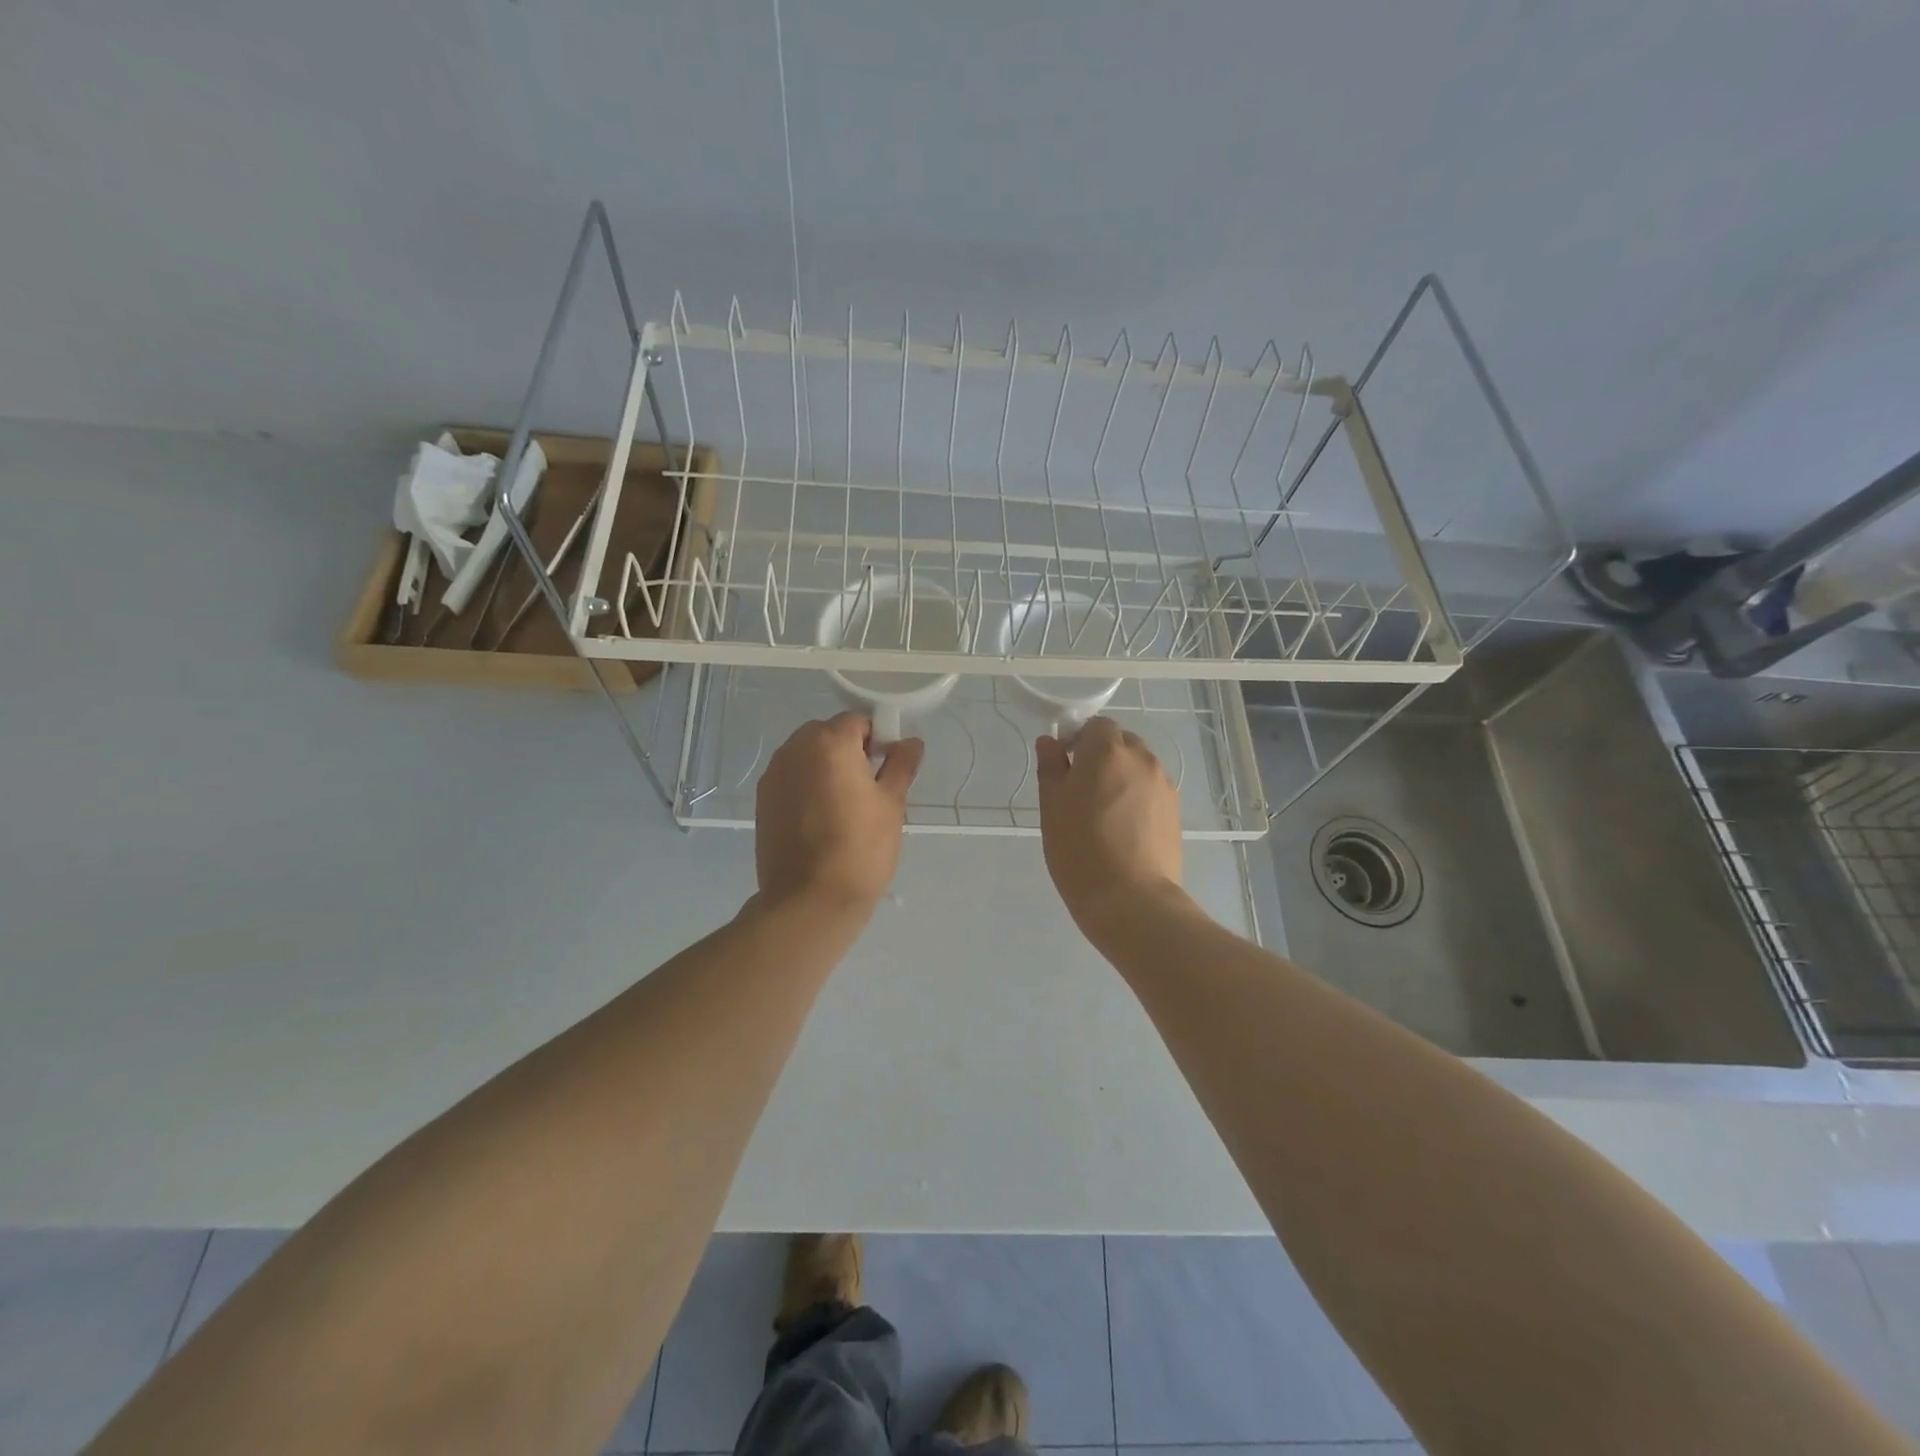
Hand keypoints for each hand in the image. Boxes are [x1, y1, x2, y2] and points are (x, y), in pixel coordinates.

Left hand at [755, 712, 923, 913]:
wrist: (810, 900)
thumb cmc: (861, 848)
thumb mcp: (891, 805)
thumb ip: (900, 766)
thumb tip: (911, 742)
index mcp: (829, 743)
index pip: (857, 721)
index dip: (877, 740)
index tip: (886, 769)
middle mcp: (794, 749)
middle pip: (827, 734)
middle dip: (848, 750)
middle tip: (867, 788)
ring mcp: (774, 775)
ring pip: (806, 756)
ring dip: (825, 767)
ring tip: (843, 806)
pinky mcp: (762, 800)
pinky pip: (791, 778)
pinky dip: (806, 786)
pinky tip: (820, 819)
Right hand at [1036, 717, 1182, 936]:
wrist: (1130, 898)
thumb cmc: (1080, 849)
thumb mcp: (1051, 806)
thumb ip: (1051, 766)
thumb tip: (1051, 742)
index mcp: (1107, 751)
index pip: (1097, 725)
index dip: (1080, 739)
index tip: (1065, 765)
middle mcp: (1141, 759)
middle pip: (1121, 742)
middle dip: (1102, 756)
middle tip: (1082, 790)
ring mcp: (1163, 785)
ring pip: (1139, 767)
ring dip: (1122, 776)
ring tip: (1105, 812)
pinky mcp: (1175, 811)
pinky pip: (1152, 791)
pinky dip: (1137, 798)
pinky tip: (1124, 829)